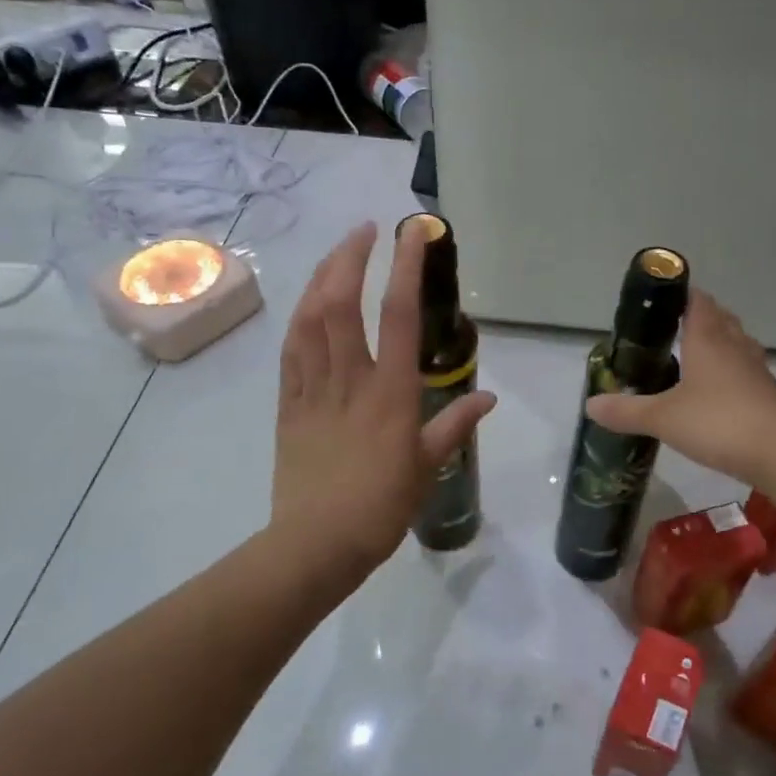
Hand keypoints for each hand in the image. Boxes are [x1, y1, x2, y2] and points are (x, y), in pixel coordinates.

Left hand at [271, 221, 496, 586]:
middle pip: (341, 303)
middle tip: (365, 230)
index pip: (399, 316)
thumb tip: (486, 397)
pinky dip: (300, 318)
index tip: (412, 233)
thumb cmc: (380, 508)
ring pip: (310, 319)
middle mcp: (350, 381)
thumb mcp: (427, 468)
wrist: (315, 545)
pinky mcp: (288, 405)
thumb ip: (455, 426)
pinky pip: (291, 352)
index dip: (406, 268)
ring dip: (321, 277)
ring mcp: (313, 390)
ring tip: (336, 255)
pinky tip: (308, 304)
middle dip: (350, 257)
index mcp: (390, 394)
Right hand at [584, 289, 775, 483]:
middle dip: (701, 317)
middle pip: (720, 319)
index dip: (682, 294)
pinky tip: (720, 390)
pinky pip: (747, 371)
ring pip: (737, 343)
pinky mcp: (768, 394)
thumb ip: (626, 411)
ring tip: (697, 353)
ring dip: (720, 342)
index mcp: (707, 339)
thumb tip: (590, 404)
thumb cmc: (718, 422)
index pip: (697, 302)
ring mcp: (755, 370)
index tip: (663, 296)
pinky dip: (732, 372)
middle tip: (674, 326)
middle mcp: (734, 346)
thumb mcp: (662, 418)